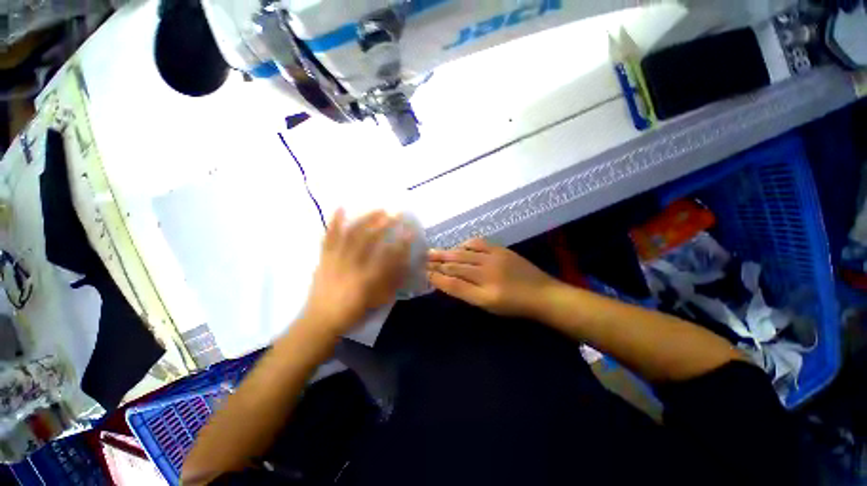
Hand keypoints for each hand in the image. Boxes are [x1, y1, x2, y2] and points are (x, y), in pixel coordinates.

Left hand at [304, 209, 412, 335]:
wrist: (320, 321)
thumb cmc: (353, 312)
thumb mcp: (378, 300)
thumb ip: (392, 282)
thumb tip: (404, 263)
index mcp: (367, 279)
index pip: (389, 256)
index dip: (401, 243)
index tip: (410, 232)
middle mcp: (352, 265)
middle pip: (370, 239)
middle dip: (385, 224)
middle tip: (396, 214)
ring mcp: (336, 259)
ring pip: (351, 234)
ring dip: (366, 220)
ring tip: (378, 210)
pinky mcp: (324, 258)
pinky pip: (328, 237)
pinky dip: (334, 222)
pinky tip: (341, 208)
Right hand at [427, 239, 558, 318]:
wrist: (542, 294)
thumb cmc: (514, 305)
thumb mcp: (489, 306)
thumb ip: (467, 294)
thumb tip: (448, 282)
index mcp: (484, 294)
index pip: (453, 284)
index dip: (436, 278)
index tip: (423, 272)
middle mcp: (487, 275)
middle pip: (456, 266)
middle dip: (437, 262)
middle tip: (422, 258)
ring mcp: (494, 259)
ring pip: (464, 254)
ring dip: (447, 252)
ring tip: (433, 251)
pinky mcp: (500, 250)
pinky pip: (478, 243)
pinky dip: (464, 244)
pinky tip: (458, 247)